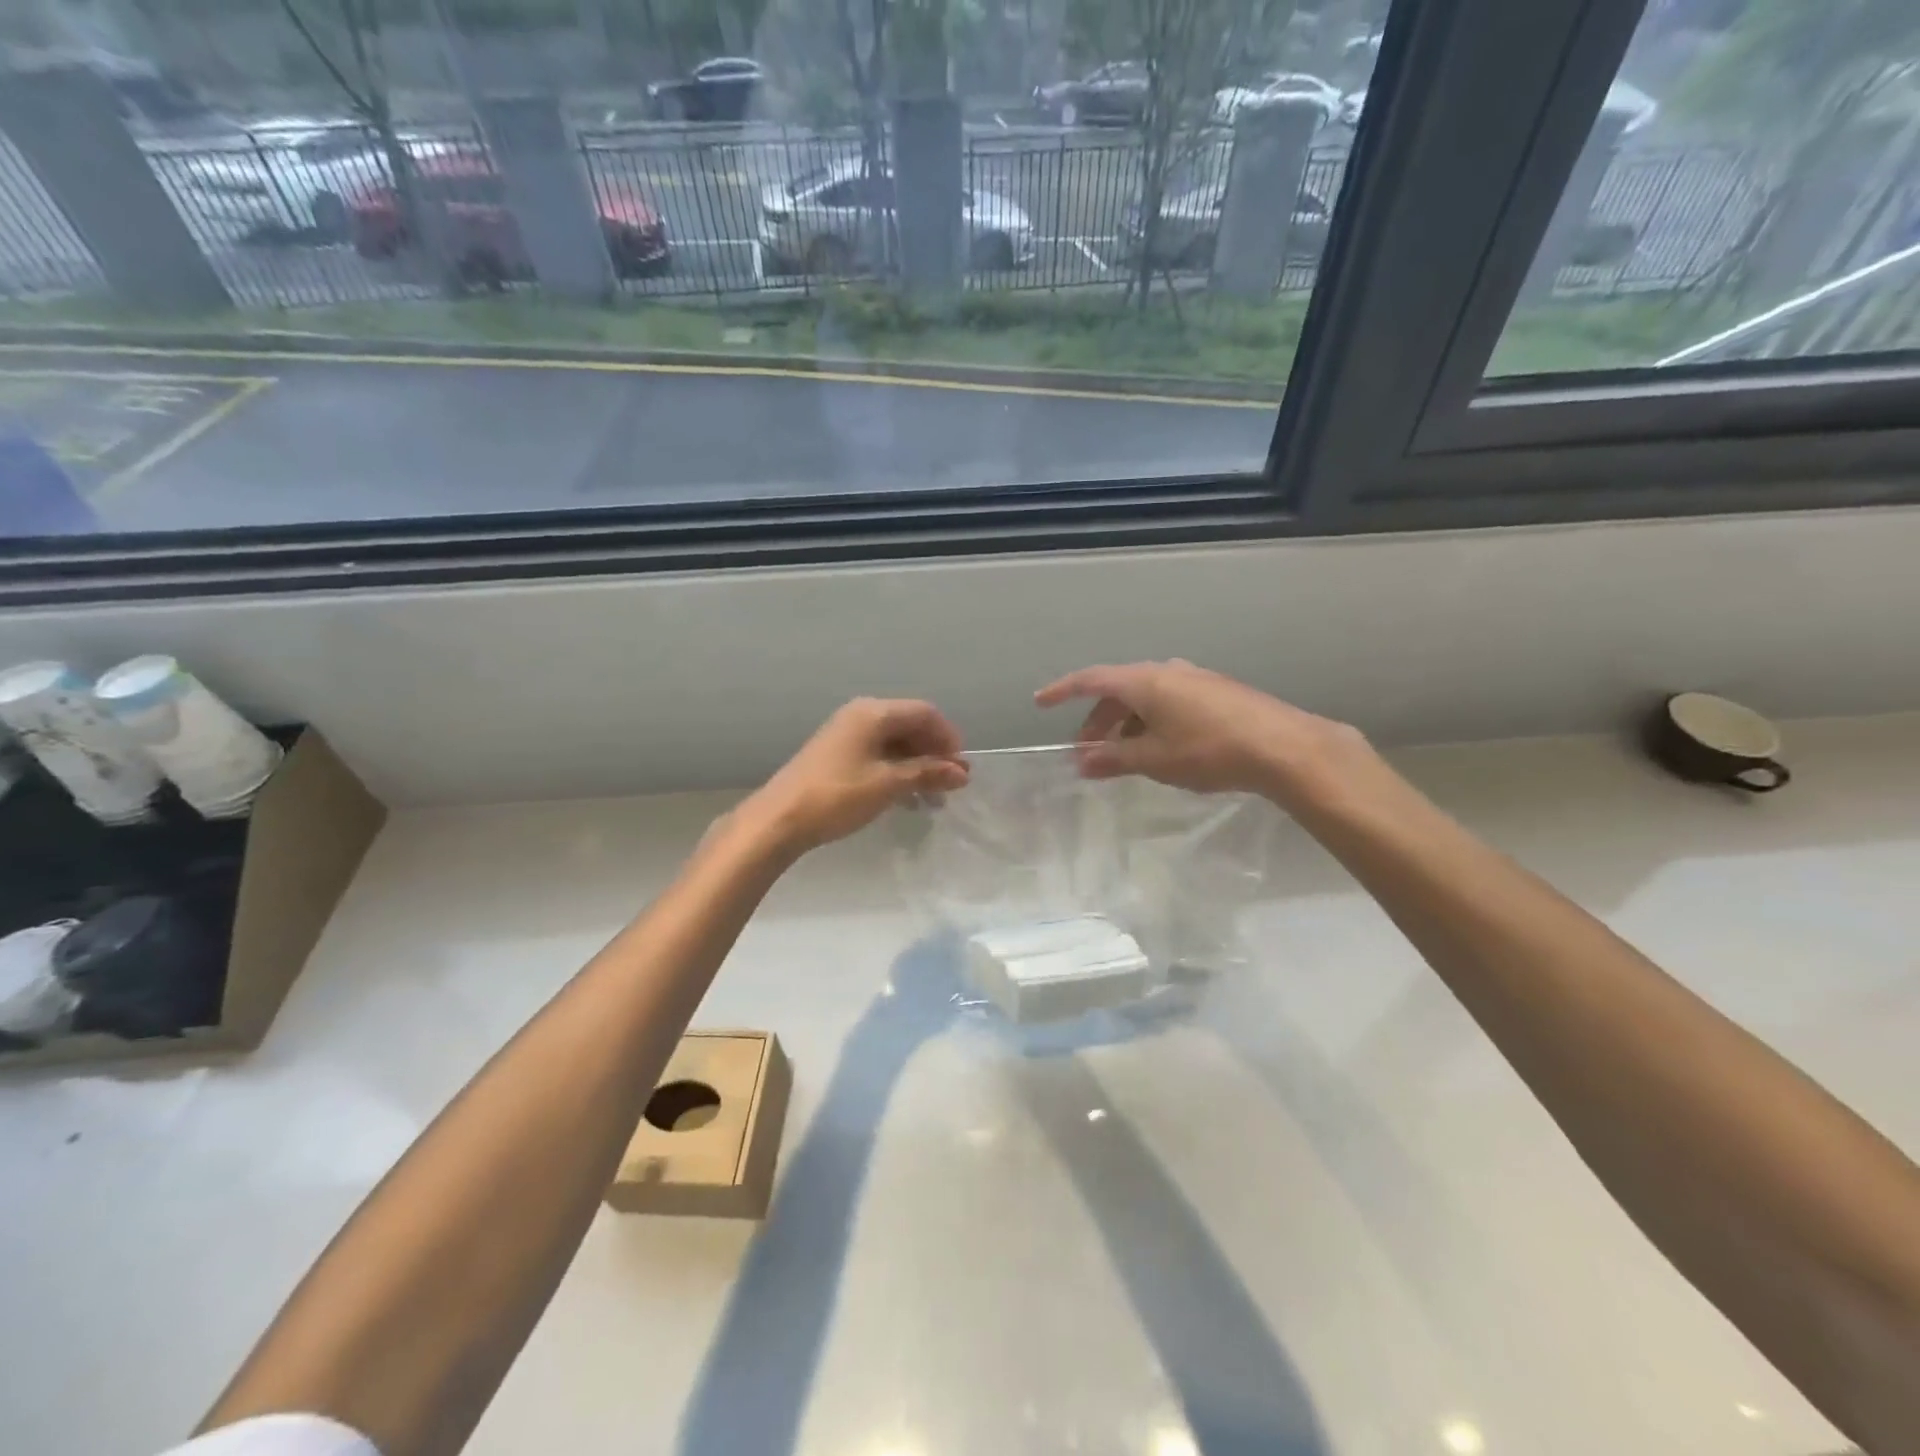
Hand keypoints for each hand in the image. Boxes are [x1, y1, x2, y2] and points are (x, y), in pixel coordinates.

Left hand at [745, 698, 969, 854]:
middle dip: (934, 753)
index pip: (924, 713)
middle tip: (951, 785)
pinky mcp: (836, 755)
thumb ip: (927, 774)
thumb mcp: (888, 785)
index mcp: (873, 713)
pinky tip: (906, 798)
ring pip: (894, 742)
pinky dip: (897, 771)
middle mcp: (860, 716)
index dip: (948, 738)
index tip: (961, 769)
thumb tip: (961, 772)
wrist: (779, 819)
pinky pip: (877, 755)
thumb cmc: (838, 796)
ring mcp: (846, 735)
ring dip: (917, 765)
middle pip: (910, 725)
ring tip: (933, 797)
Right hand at [1035, 660, 1376, 808]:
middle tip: (1087, 753)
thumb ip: (1112, 758)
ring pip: (1145, 697)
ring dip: (1125, 725)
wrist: (1284, 747)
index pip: (1091, 680)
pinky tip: (1160, 749)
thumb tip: (1081, 762)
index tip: (1040, 702)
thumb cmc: (1208, 750)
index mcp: (1144, 681)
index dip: (1062, 691)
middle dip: (1097, 721)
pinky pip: (1168, 702)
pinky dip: (1151, 722)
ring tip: (1124, 758)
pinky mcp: (1215, 692)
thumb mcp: (1153, 759)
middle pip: (1118, 690)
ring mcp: (1193, 679)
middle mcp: (1166, 671)